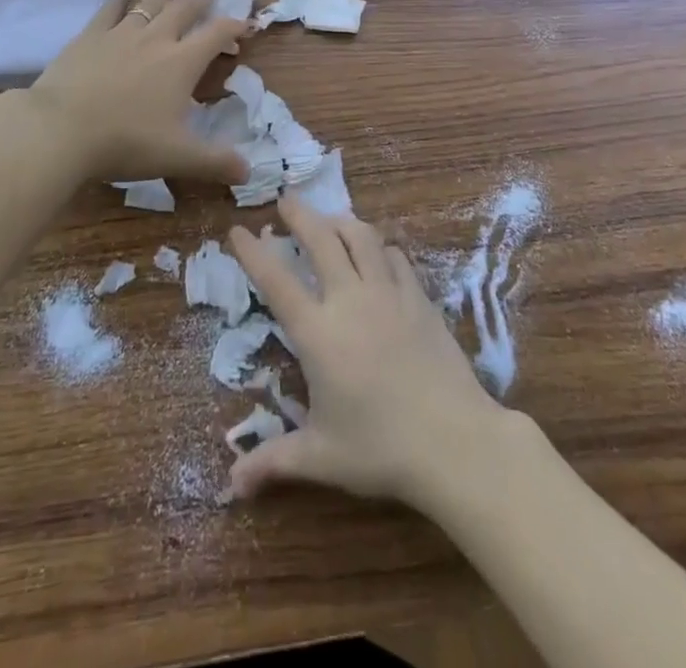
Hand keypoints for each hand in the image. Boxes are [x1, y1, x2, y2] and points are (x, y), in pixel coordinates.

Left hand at [2, 0, 248, 187]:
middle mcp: (156, 38)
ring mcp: (120, 32)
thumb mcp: (177, 157)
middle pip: (185, 7)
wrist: (60, 130)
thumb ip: (215, 163)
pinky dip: (123, 2)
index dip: (234, 26)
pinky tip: (123, 4)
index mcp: (182, 62)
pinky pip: (110, 8)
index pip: (217, 33)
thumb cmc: (125, 142)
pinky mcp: (89, 35)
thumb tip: (248, 172)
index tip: (244, 25)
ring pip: (150, 2)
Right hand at [226, 195, 519, 510]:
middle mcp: (350, 299)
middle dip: (299, 215)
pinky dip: (379, 248)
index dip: (253, 252)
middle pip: (321, 239)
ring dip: (340, 221)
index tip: (238, 229)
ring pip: (361, 237)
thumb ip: (274, 462)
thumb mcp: (321, 457)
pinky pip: (395, 258)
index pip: (276, 281)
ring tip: (329, 219)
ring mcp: (389, 293)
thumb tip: (230, 486)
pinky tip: (377, 253)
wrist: (454, 440)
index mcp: (318, 332)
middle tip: (285, 199)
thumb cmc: (381, 448)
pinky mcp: (420, 298)